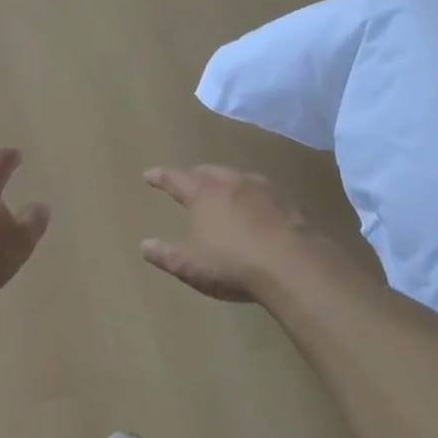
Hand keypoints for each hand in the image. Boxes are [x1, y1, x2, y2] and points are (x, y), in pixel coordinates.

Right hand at [141, 165, 307, 302]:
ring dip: (227, 182)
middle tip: (189, 179)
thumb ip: (165, 254)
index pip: (175, 180)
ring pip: (238, 178)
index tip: (149, 174)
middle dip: (195, 175)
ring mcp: (264, 190)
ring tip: (223, 191)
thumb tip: (145, 246)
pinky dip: (253, 198)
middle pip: (209, 172)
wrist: (293, 265)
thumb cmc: (232, 263)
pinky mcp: (289, 203)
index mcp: (203, 195)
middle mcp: (232, 183)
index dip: (161, 177)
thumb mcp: (190, 265)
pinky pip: (264, 193)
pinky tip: (258, 210)